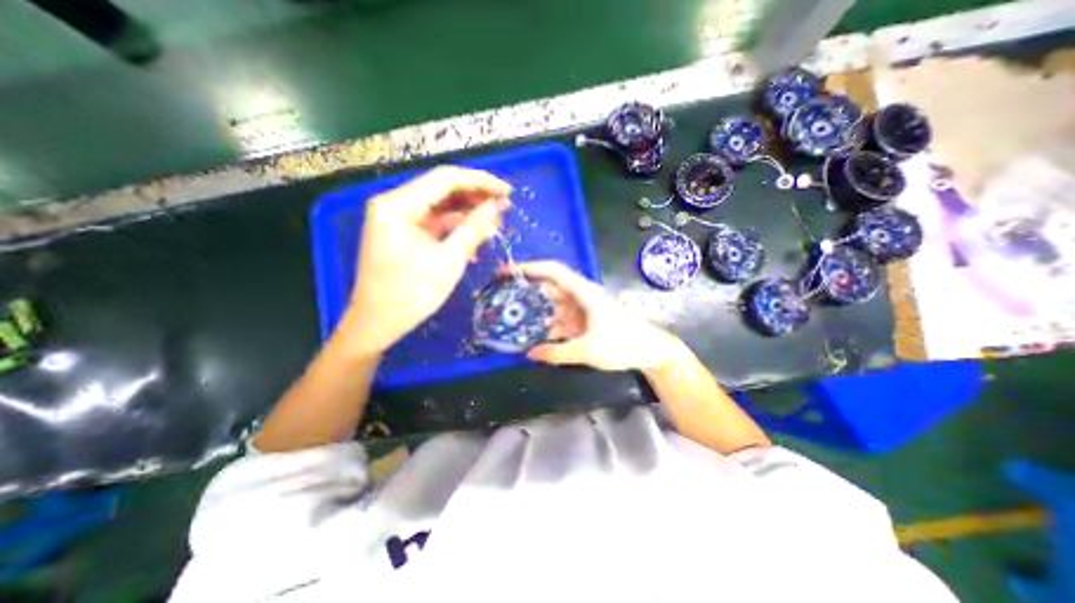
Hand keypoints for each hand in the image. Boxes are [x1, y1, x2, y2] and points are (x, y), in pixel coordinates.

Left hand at [344, 166, 511, 353]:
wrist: (377, 323)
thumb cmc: (412, 294)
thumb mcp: (449, 260)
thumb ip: (474, 228)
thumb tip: (498, 205)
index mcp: (398, 205)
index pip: (446, 179)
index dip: (480, 181)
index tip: (507, 192)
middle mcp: (394, 204)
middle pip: (442, 189)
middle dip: (475, 197)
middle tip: (504, 208)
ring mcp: (397, 218)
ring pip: (440, 205)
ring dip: (468, 213)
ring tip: (495, 222)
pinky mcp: (403, 232)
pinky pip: (434, 222)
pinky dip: (455, 227)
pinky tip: (475, 237)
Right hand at [516, 260, 693, 370]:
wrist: (651, 350)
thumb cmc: (623, 344)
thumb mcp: (587, 350)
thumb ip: (556, 353)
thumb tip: (530, 354)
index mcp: (583, 292)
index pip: (552, 271)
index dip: (529, 268)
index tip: (506, 272)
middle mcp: (581, 296)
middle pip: (549, 288)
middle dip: (527, 292)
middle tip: (503, 300)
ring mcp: (583, 308)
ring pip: (553, 305)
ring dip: (536, 312)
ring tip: (513, 321)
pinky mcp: (585, 320)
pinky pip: (561, 319)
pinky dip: (548, 326)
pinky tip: (535, 337)